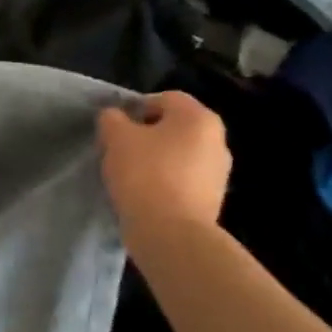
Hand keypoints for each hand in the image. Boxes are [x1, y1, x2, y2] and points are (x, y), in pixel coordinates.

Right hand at [97, 92, 231, 239]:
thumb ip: (112, 118)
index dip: (135, 108)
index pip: (163, 98)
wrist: (171, 233)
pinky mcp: (213, 199)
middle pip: (173, 127)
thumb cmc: (145, 174)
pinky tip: (145, 195)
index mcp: (198, 117)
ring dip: (156, 159)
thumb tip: (115, 117)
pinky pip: (183, 179)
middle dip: (146, 135)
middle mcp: (217, 139)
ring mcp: (219, 171)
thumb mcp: (116, 137)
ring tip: (131, 176)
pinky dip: (165, 182)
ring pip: (179, 154)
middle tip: (120, 151)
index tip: (116, 129)